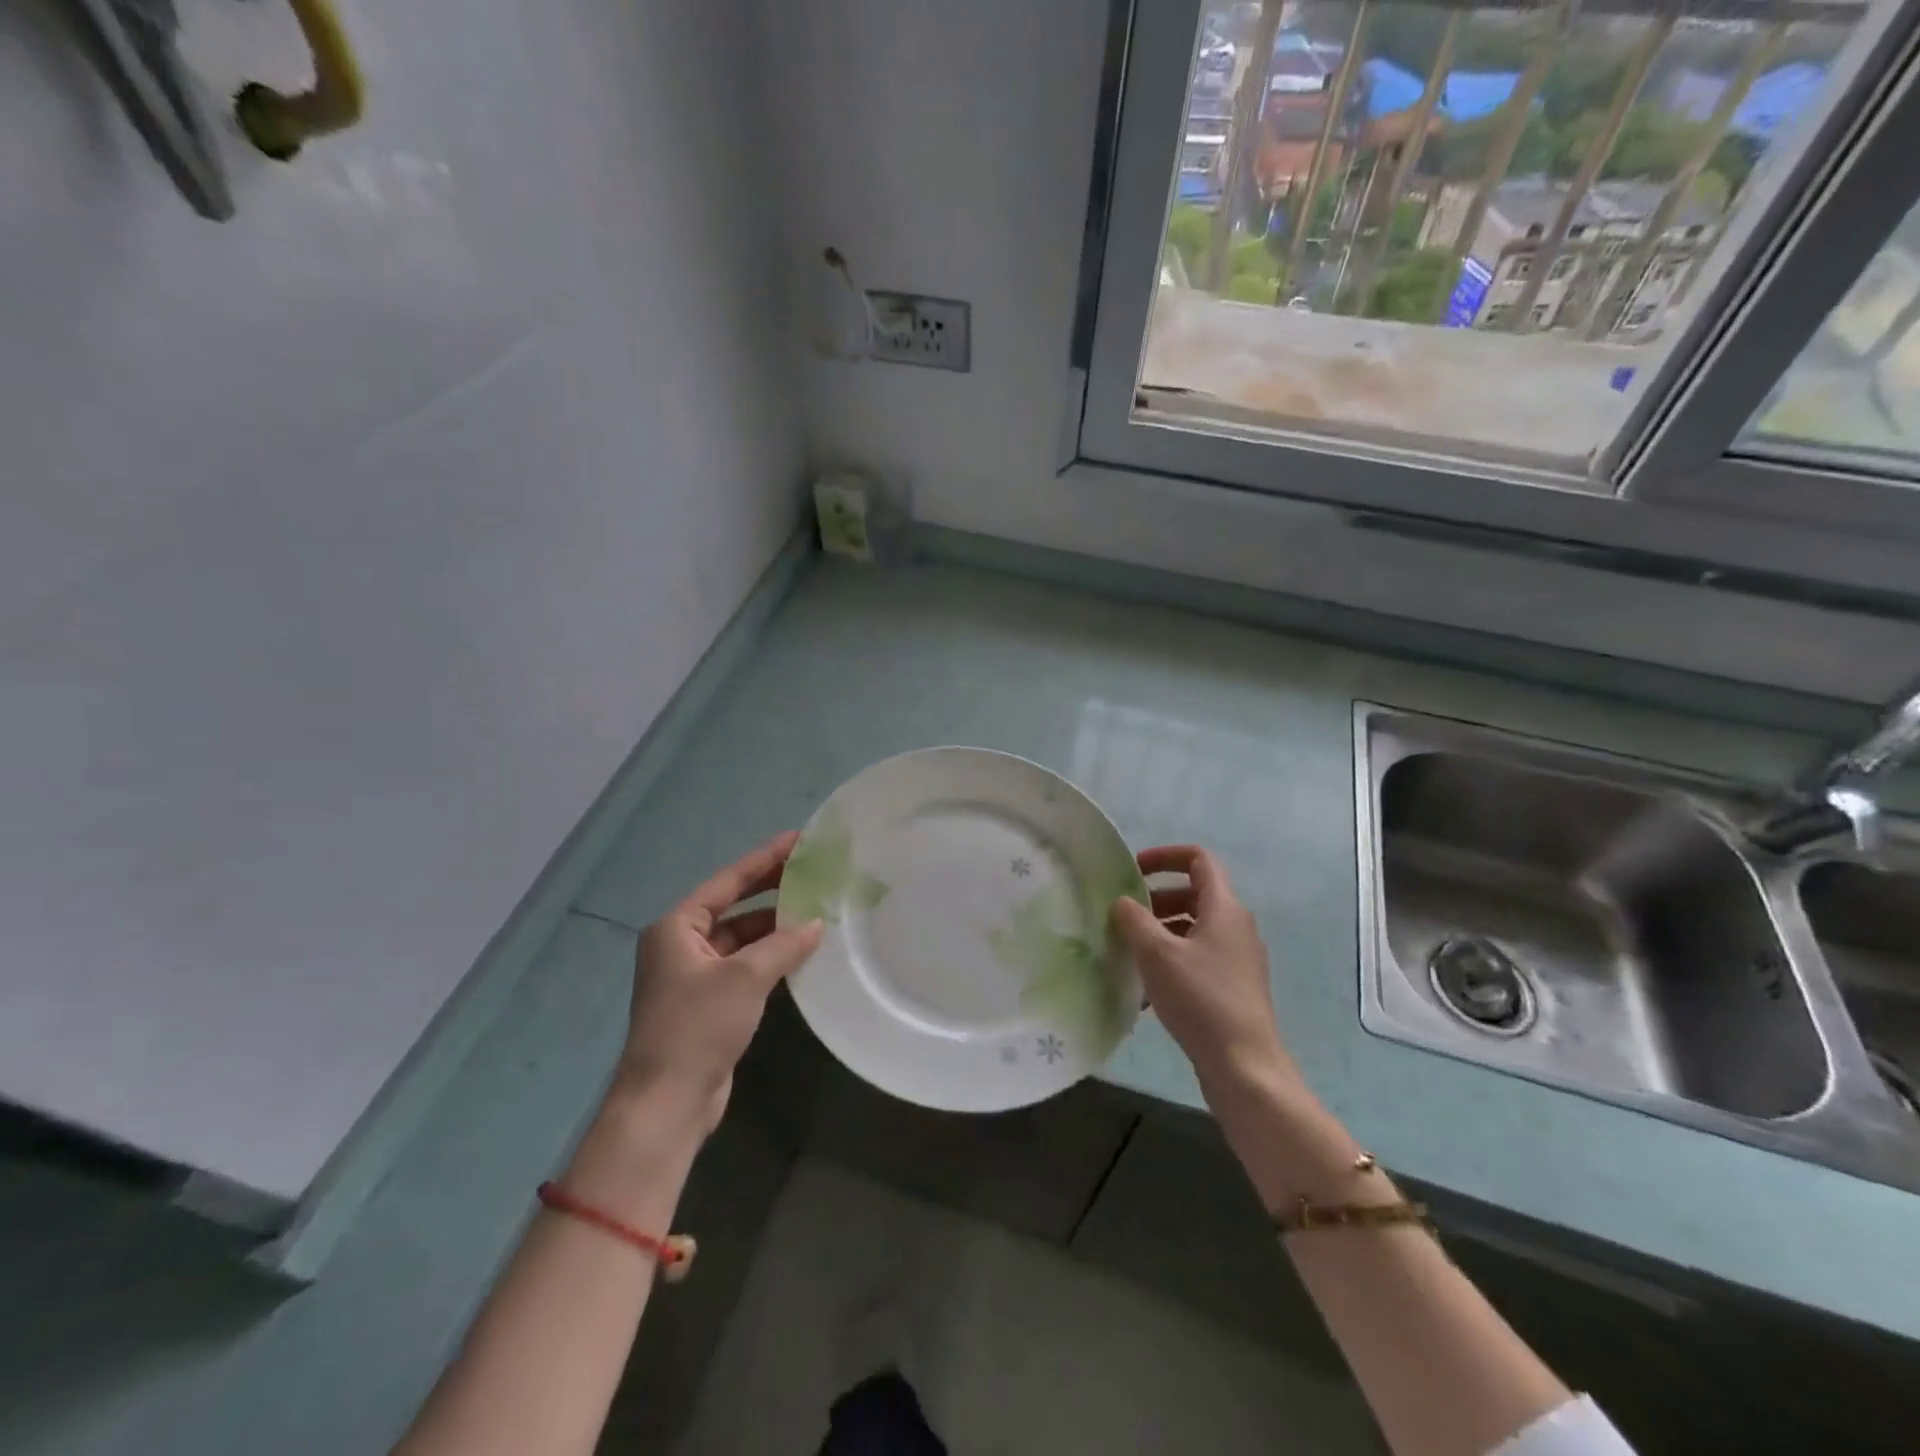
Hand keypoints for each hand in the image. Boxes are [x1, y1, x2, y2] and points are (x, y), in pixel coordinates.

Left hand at [620, 832, 823, 1131]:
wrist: (668, 1102)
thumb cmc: (698, 1026)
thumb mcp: (745, 978)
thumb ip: (784, 944)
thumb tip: (816, 923)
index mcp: (676, 927)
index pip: (728, 882)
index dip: (764, 859)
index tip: (797, 839)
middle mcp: (681, 944)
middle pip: (733, 906)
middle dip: (771, 890)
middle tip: (811, 870)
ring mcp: (694, 975)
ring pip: (741, 938)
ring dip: (774, 927)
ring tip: (815, 908)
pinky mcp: (709, 1002)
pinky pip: (744, 965)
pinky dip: (770, 956)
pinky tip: (800, 949)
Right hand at [1111, 845, 1302, 1103]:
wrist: (1245, 1067)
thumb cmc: (1201, 999)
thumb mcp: (1157, 953)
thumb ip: (1134, 919)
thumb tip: (1122, 902)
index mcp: (1224, 908)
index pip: (1198, 859)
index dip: (1164, 856)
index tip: (1132, 871)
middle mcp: (1236, 927)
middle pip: (1193, 894)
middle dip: (1155, 899)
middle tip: (1124, 918)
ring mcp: (1237, 959)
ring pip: (1192, 929)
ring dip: (1159, 933)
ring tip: (1128, 955)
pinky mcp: (1232, 988)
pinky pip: (1196, 959)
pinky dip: (1170, 962)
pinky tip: (1145, 992)